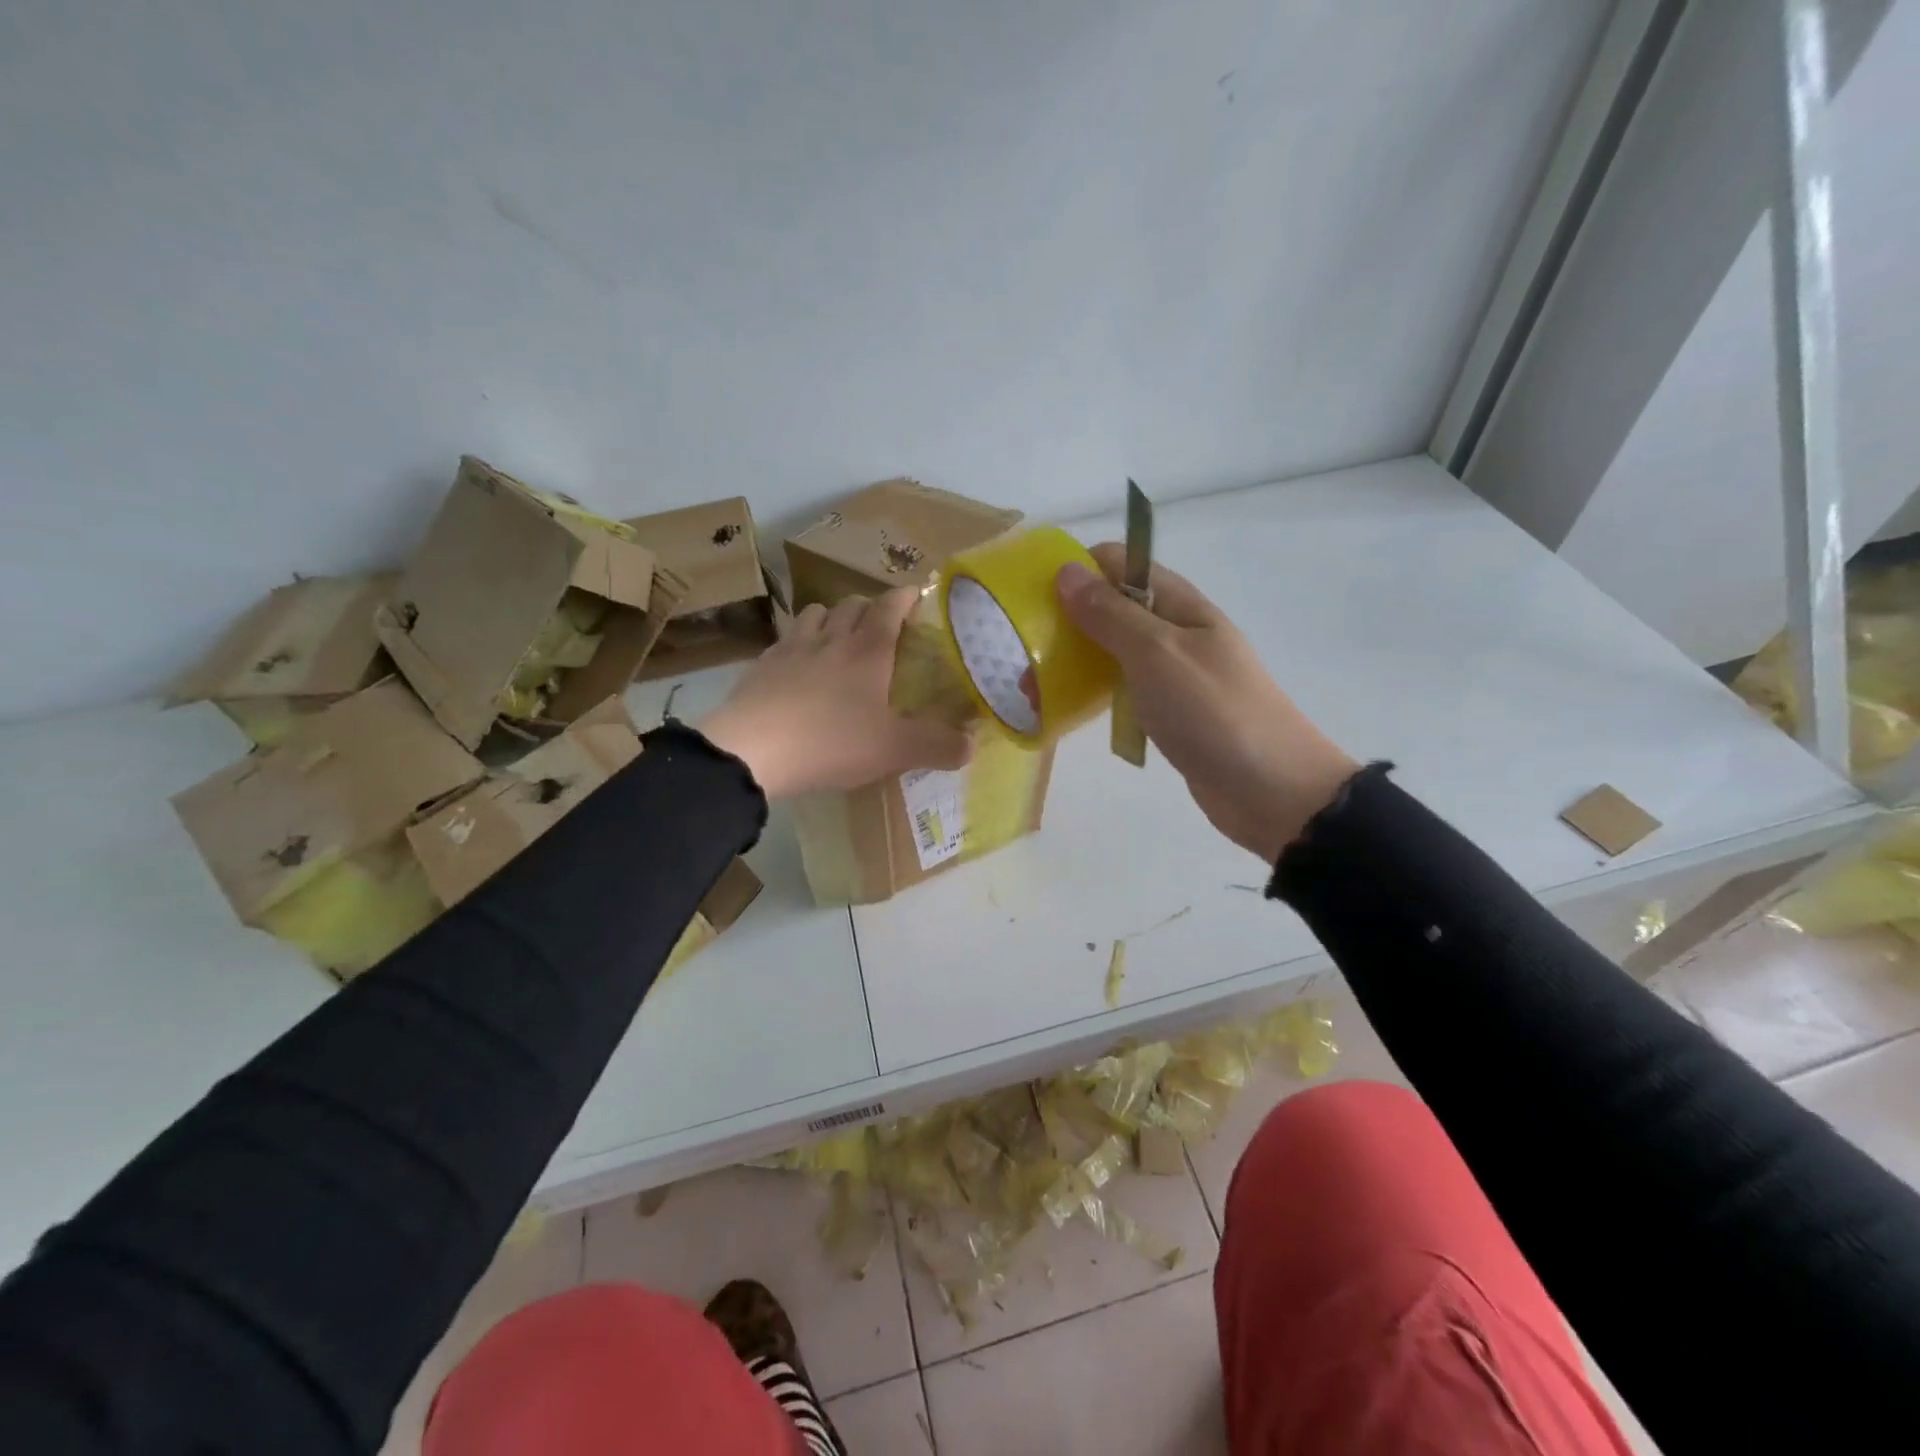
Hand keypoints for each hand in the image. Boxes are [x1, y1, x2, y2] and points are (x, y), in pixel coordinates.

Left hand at [700, 588, 972, 799]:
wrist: (752, 749)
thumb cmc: (831, 741)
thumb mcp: (893, 750)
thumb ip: (937, 746)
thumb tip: (971, 746)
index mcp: (868, 651)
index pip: (890, 608)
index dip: (905, 598)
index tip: (916, 594)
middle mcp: (831, 639)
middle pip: (852, 604)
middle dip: (870, 606)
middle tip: (880, 623)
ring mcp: (792, 648)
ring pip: (815, 613)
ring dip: (831, 617)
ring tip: (838, 635)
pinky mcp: (762, 665)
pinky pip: (785, 639)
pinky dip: (799, 641)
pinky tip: (798, 664)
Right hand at [1056, 545, 1358, 864]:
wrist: (1272, 791)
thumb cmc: (1213, 713)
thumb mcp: (1157, 654)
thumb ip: (1110, 614)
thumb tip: (1066, 572)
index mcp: (1179, 604)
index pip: (1121, 563)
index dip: (1078, 571)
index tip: (1034, 599)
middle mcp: (1176, 630)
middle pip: (1112, 607)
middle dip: (1067, 623)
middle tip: (1026, 655)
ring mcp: (1174, 673)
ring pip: (1113, 651)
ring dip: (1075, 662)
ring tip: (1033, 691)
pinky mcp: (1169, 711)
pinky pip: (1123, 689)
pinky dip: (1095, 694)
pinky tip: (1065, 712)